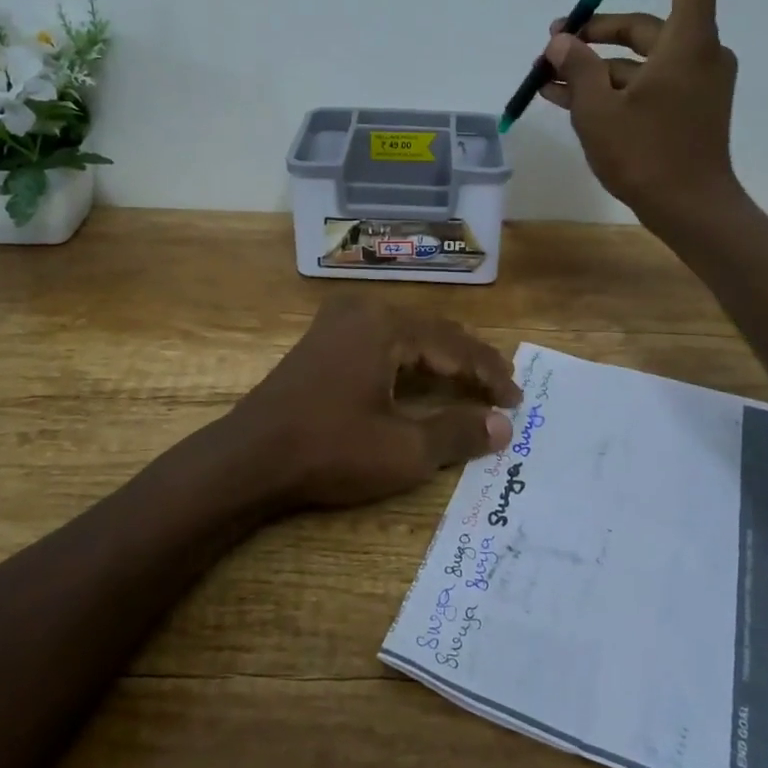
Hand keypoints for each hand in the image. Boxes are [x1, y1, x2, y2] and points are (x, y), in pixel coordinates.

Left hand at [229, 295, 519, 510]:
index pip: (455, 346)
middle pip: (432, 332)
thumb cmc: (329, 450)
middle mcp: (363, 311)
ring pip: (407, 334)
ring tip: (471, 382)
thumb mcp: (403, 450)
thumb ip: (457, 433)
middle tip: (501, 389)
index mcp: (386, 325)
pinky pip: (381, 339)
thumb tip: (503, 426)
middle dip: (469, 361)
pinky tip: (420, 377)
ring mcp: (337, 322)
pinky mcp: (321, 339)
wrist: (249, 457)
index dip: (490, 373)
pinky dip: (409, 359)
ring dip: (440, 358)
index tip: (518, 401)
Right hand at [540, 0, 743, 233]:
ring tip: (546, 77)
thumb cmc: (647, 155)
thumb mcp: (598, 110)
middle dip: (596, 30)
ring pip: (638, 59)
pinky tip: (566, 100)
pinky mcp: (685, 109)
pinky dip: (610, 87)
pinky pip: (644, 84)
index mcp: (687, 43)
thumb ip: (577, 68)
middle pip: (645, 23)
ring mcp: (693, 84)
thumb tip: (561, 40)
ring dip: (594, 65)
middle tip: (553, 40)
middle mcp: (697, 55)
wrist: (691, 211)